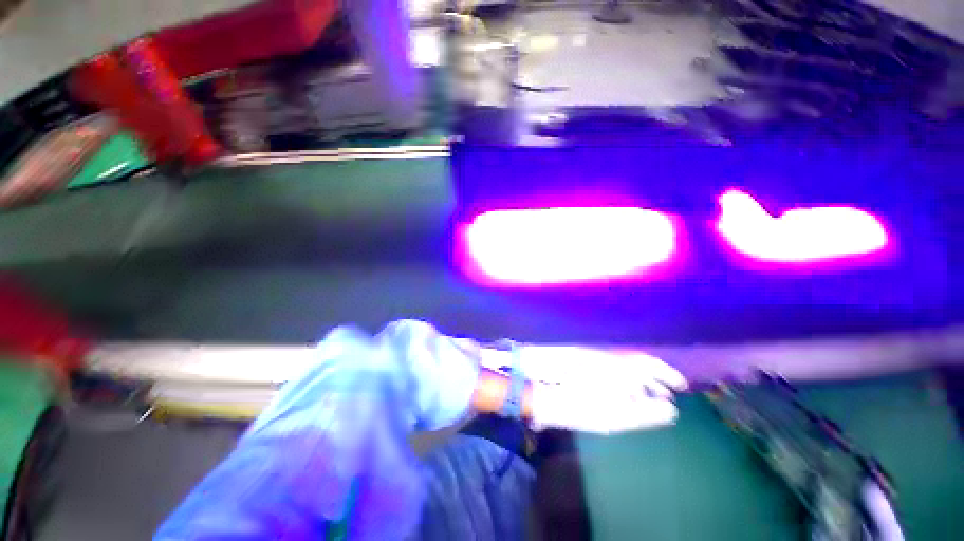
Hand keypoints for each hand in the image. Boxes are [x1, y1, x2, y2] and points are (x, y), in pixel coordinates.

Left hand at [518, 346, 686, 433]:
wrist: (539, 392)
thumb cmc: (573, 407)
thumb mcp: (610, 416)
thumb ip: (641, 413)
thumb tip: (669, 410)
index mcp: (616, 366)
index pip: (648, 363)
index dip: (666, 372)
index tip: (681, 385)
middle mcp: (607, 358)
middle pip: (637, 364)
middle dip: (654, 380)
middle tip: (668, 397)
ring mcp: (594, 360)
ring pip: (624, 367)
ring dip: (639, 381)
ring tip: (651, 399)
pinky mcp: (585, 364)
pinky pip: (610, 369)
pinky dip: (622, 381)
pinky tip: (625, 394)